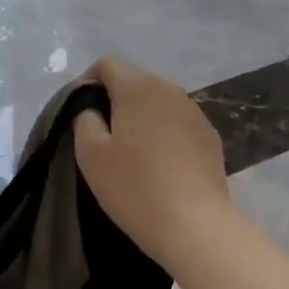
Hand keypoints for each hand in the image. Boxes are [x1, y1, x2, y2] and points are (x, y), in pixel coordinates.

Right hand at [73, 57, 238, 270]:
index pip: (107, 64)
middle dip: (115, 98)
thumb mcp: (90, 154)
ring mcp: (195, 112)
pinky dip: (163, 132)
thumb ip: (84, 119)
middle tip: (100, 132)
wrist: (194, 224)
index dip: (88, 81)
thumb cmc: (134, 186)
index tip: (78, 110)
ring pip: (158, 101)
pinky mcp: (210, 136)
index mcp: (138, 86)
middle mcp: (170, 89)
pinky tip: (158, 162)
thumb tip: (92, 109)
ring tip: (129, 148)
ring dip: (141, 116)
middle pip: (135, 80)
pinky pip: (177, 122)